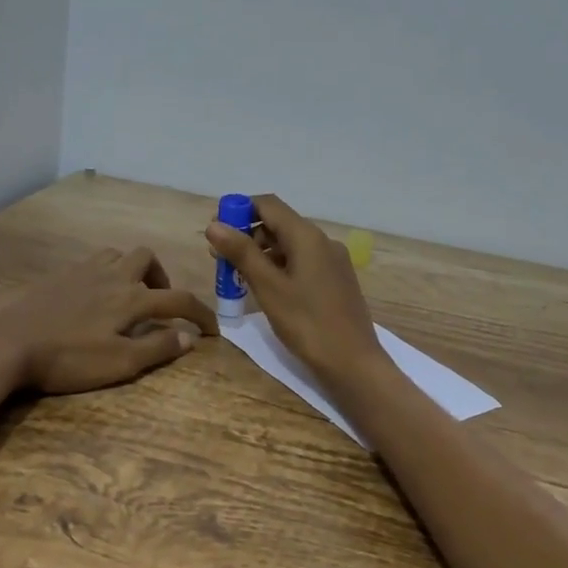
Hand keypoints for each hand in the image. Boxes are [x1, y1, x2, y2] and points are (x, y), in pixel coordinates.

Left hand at [0, 246, 217, 394]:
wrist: (8, 343)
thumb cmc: (68, 359)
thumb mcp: (119, 363)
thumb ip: (157, 348)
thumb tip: (189, 337)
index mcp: (132, 298)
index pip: (179, 299)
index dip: (201, 313)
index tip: (213, 330)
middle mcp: (113, 275)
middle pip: (147, 259)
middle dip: (162, 278)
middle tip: (159, 304)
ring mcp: (83, 271)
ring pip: (119, 254)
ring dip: (132, 270)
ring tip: (128, 296)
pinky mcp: (60, 275)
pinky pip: (93, 262)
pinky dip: (106, 272)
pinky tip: (95, 296)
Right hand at [205, 194, 384, 380]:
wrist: (353, 363)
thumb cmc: (307, 323)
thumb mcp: (268, 287)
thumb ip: (241, 253)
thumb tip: (214, 225)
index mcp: (307, 236)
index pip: (267, 204)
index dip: (238, 210)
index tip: (215, 231)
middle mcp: (322, 241)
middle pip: (278, 224)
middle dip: (247, 236)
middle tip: (221, 260)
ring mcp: (332, 261)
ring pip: (289, 245)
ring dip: (261, 254)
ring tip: (238, 278)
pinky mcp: (336, 281)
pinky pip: (302, 262)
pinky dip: (279, 268)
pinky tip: (266, 290)